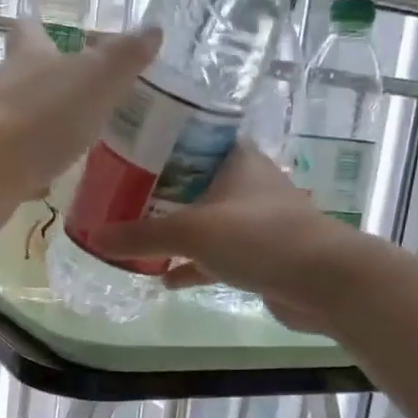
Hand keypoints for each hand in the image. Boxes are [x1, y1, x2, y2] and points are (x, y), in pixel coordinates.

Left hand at [0, 19, 159, 238]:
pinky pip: (17, 166)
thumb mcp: (96, 80)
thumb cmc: (42, 116)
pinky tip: (52, 181)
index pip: (30, 33)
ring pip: (21, 122)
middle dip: (48, 83)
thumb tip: (153, 29)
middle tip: (81, 93)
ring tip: (75, 138)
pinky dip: (33, 170)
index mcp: (30, 59)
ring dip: (43, 128)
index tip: (48, 28)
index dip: (39, 29)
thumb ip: (124, 58)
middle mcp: (6, 89)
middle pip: (24, 78)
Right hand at [90, 144, 367, 332]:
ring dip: (173, 230)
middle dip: (157, 191)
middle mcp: (244, 184)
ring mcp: (253, 221)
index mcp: (233, 159)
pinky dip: (191, 266)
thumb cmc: (258, 237)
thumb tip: (94, 237)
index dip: (158, 142)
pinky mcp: (257, 255)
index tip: (125, 151)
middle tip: (118, 197)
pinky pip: (214, 256)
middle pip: (192, 181)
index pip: (191, 137)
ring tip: (133, 237)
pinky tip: (164, 279)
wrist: (323, 281)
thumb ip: (142, 235)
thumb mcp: (192, 231)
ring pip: (203, 221)